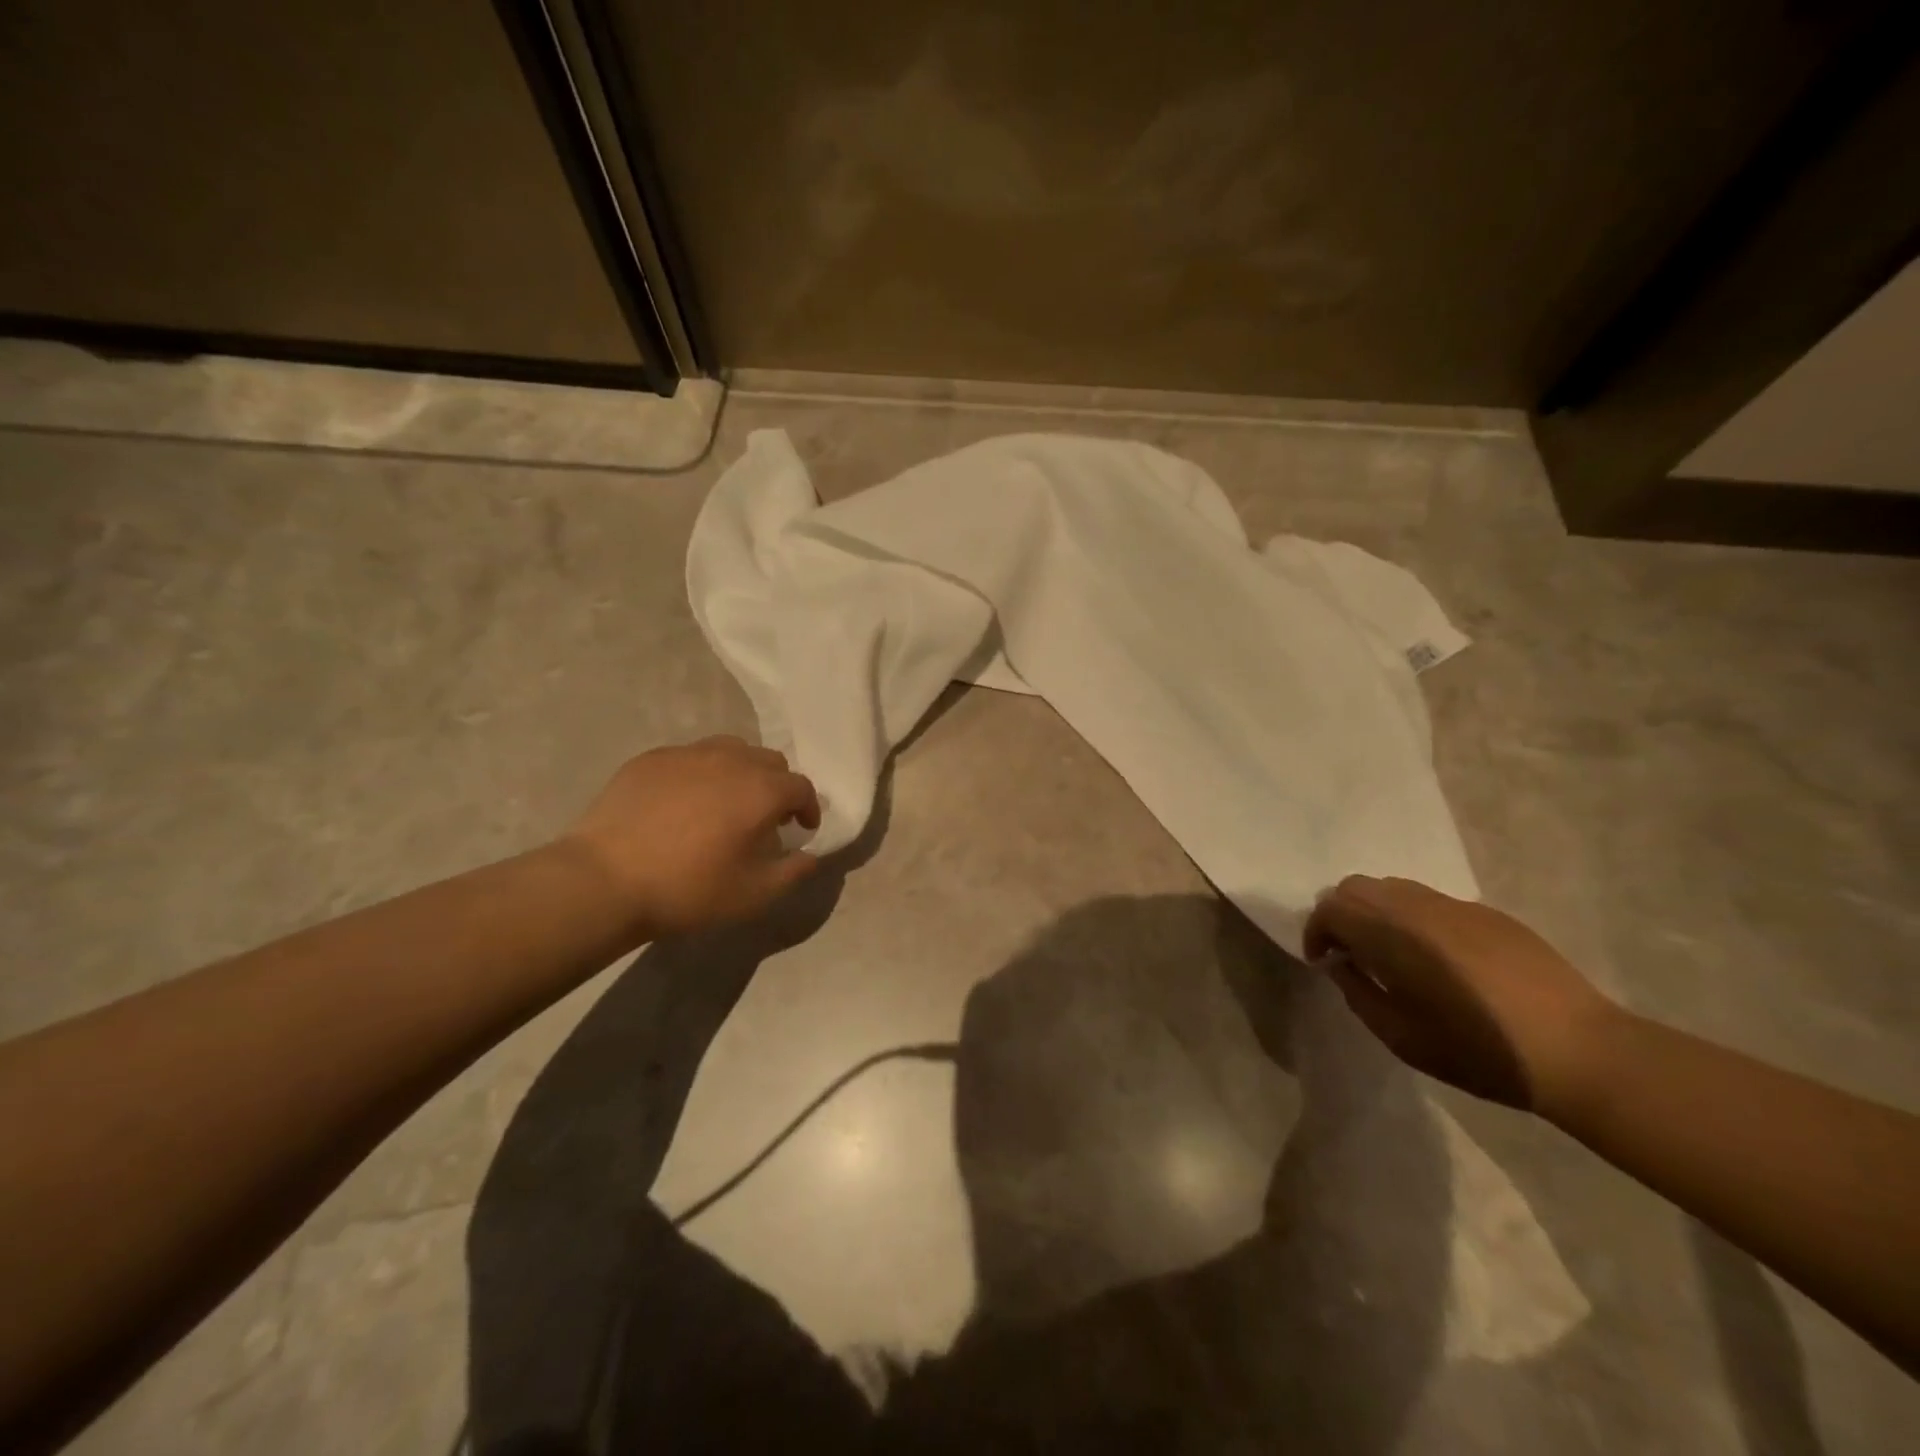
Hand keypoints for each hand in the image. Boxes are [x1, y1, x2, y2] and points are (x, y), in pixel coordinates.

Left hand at [562, 736, 821, 935]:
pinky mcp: (651, 759)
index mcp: (761, 790)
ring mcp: (687, 754)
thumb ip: (794, 872)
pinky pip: (690, 757)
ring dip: (741, 771)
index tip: (801, 829)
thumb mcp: (754, 894)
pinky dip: (700, 773)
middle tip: (765, 816)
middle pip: (769, 761)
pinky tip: (683, 802)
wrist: (605, 880)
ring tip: (727, 801)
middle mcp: (730, 760)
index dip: (808, 807)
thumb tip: (810, 856)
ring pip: (730, 749)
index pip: (801, 786)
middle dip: (777, 785)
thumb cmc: (689, 889)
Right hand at [1303, 876, 1620, 1114]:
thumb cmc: (1480, 1051)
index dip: (1317, 932)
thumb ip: (1360, 994)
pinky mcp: (1489, 914)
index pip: (1331, 908)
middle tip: (1351, 954)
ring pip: (1395, 888)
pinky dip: (1415, 919)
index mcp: (1391, 934)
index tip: (1325, 963)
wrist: (1581, 1052)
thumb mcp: (1402, 1038)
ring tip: (1392, 954)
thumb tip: (1342, 966)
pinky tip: (1440, 960)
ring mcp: (1456, 905)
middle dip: (1342, 915)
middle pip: (1357, 887)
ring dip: (1378, 913)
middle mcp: (1417, 907)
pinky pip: (1433, 903)